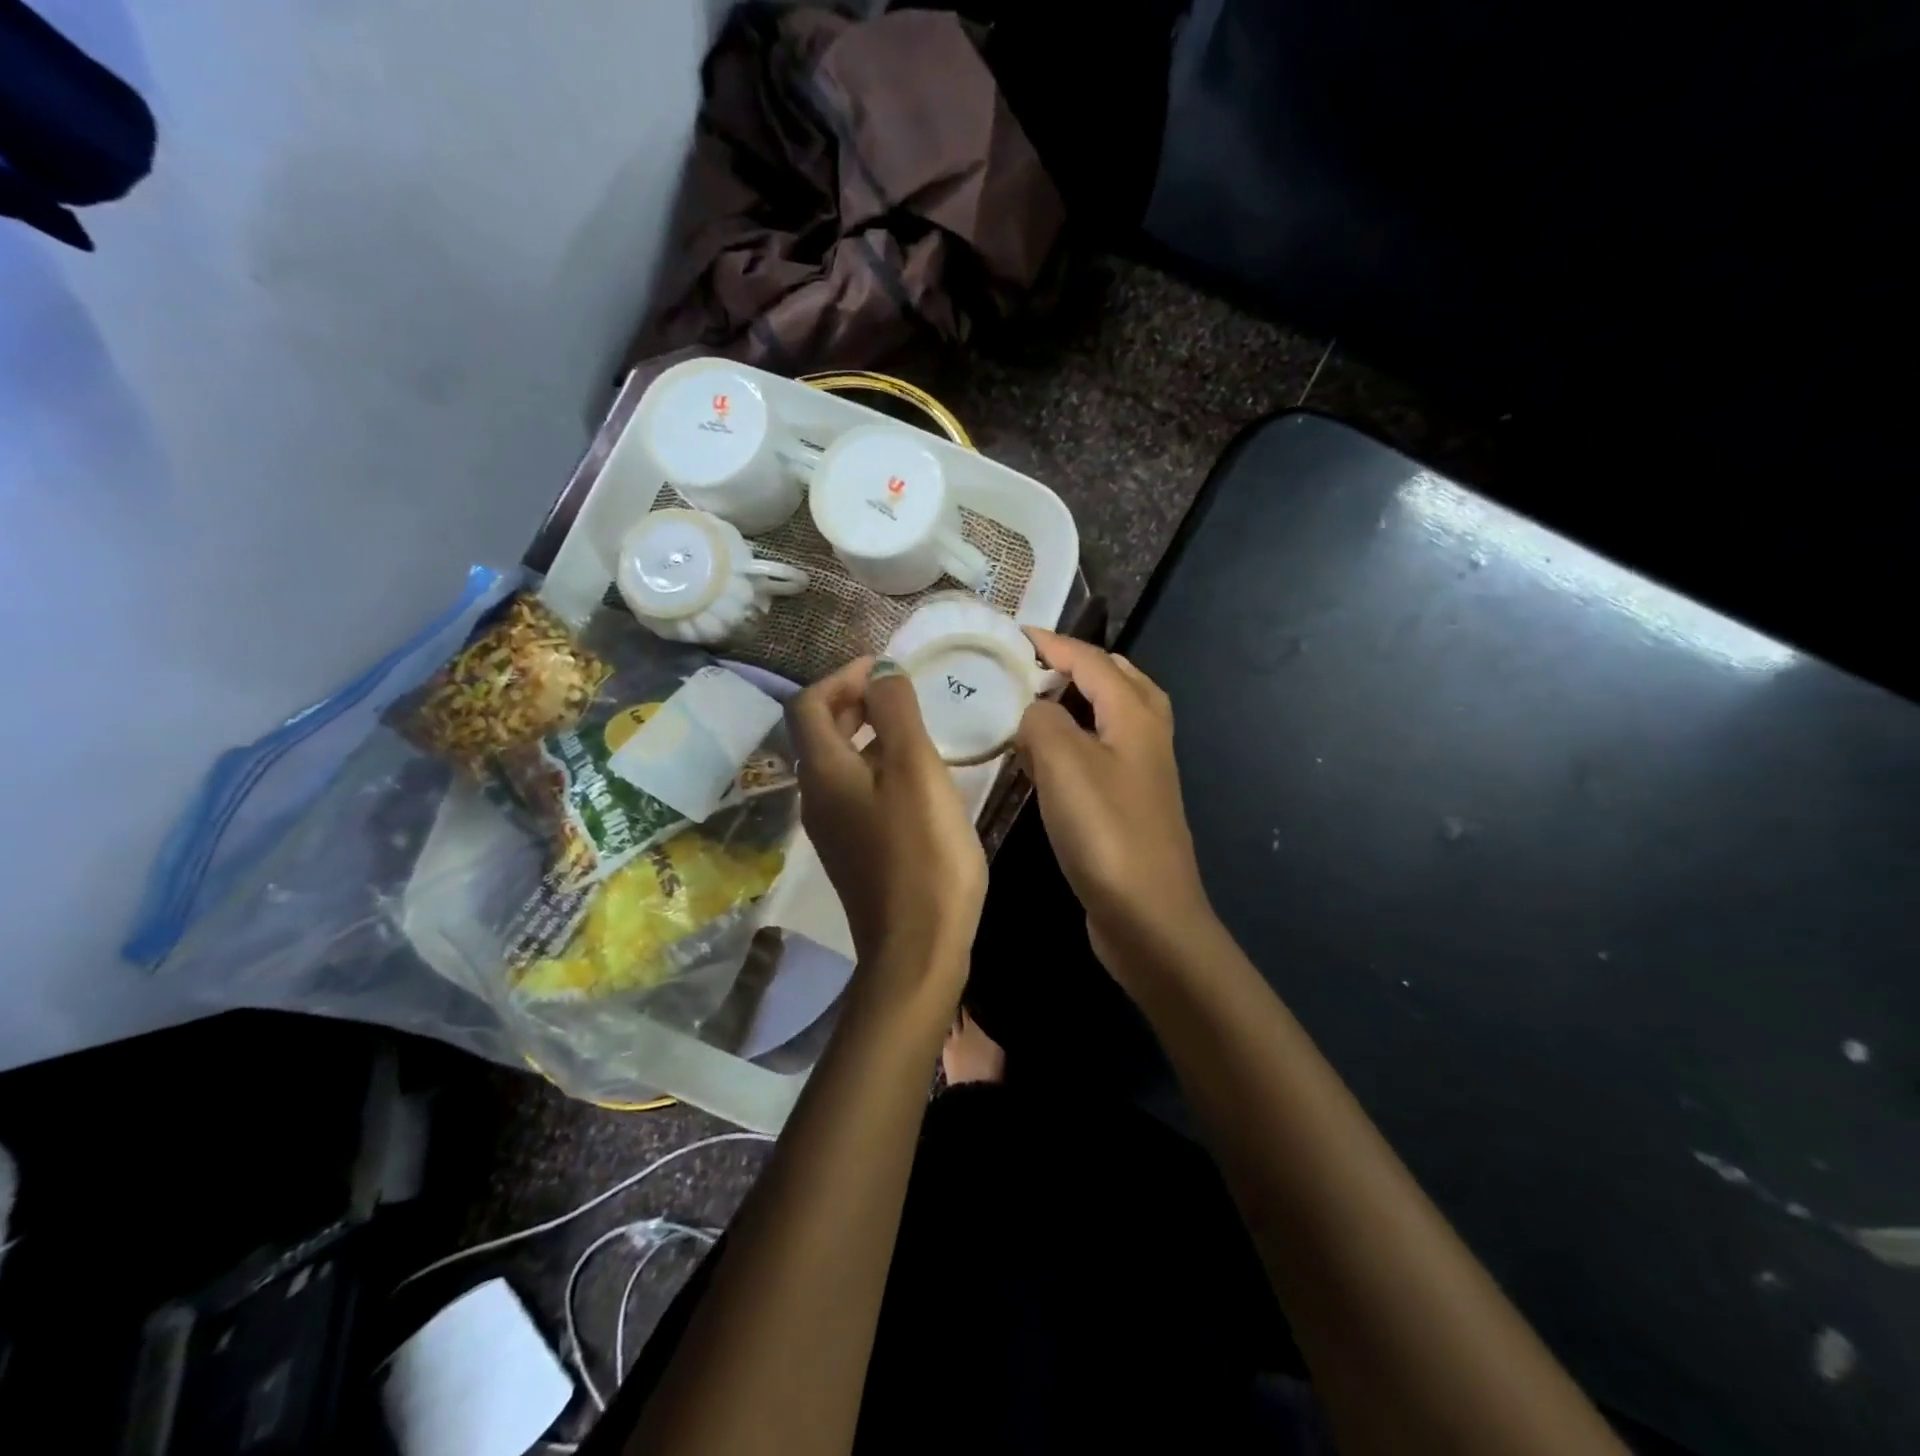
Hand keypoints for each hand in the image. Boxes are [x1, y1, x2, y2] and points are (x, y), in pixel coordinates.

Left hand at [786, 656, 987, 1001]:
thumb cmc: (922, 853)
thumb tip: (881, 669)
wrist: (918, 948)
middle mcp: (816, 796)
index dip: (843, 676)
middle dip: (855, 701)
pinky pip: (857, 791)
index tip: (886, 668)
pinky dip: (878, 767)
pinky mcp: (855, 850)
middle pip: (821, 732)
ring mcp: (833, 827)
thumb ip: (897, 712)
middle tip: (902, 690)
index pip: (810, 703)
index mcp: (823, 772)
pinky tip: (917, 776)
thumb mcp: (915, 771)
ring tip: (916, 726)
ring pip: (841, 763)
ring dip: (869, 734)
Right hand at [1016, 631, 1213, 975]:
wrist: (1148, 915)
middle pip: (1117, 681)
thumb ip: (1041, 720)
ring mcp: (1142, 773)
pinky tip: (1046, 762)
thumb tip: (1034, 712)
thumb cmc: (1106, 831)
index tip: (1015, 635)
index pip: (1092, 660)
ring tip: (1036, 705)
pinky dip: (1076, 742)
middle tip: (1033, 667)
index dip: (1054, 644)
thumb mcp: (1063, 762)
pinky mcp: (1130, 805)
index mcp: (1134, 715)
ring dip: (1078, 703)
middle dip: (1077, 666)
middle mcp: (1146, 736)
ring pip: (1111, 718)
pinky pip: (1102, 754)